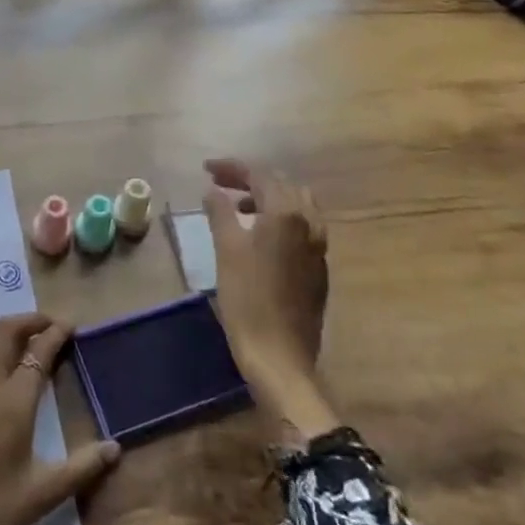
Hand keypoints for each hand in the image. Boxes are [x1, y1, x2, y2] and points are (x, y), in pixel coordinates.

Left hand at [0, 314, 120, 524]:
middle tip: (45, 326)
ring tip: (8, 340)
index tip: (70, 328)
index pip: (39, 352)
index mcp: (14, 403)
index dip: (56, 334)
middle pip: (5, 332)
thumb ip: (82, 468)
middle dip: (28, 321)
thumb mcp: (42, 496)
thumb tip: (116, 448)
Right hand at [203, 158, 337, 441]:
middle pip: (282, 184)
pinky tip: (260, 234)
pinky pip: (302, 226)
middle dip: (251, 178)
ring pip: (297, 204)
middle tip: (221, 183)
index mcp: (287, 213)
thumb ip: (220, 212)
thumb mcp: (226, 250)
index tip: (206, 169)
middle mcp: (309, 223)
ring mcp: (318, 246)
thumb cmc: (248, 299)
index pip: (260, 175)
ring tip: (240, 206)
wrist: (280, 357)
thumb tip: (213, 190)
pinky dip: (281, 217)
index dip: (231, 167)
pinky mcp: (318, 268)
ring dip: (268, 197)